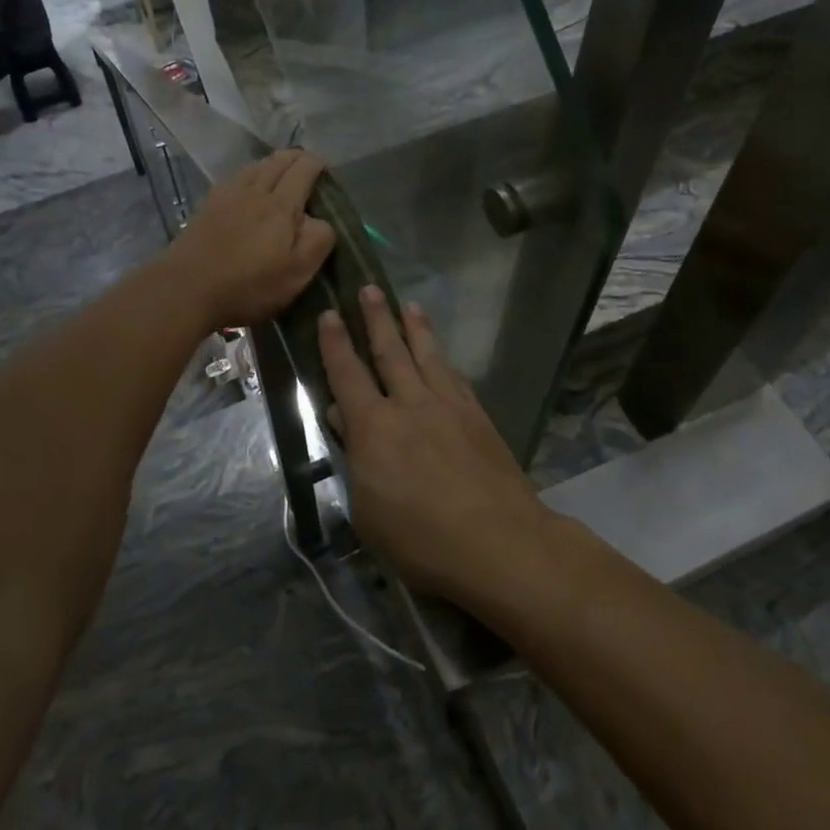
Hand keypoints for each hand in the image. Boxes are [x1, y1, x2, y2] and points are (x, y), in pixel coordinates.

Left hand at [168, 149, 336, 329]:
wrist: (186, 289)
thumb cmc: (249, 285)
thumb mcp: (298, 272)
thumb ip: (318, 239)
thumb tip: (321, 218)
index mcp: (281, 205)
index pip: (303, 170)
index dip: (317, 164)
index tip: (325, 168)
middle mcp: (254, 191)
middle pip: (277, 161)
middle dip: (295, 157)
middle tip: (306, 164)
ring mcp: (227, 196)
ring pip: (254, 166)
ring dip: (271, 163)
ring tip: (279, 170)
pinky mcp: (207, 206)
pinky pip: (234, 178)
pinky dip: (249, 174)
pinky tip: (246, 185)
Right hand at [318, 289, 555, 608]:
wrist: (500, 542)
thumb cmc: (422, 539)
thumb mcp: (368, 512)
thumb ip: (355, 460)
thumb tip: (344, 419)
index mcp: (374, 427)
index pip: (347, 374)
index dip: (335, 343)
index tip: (329, 313)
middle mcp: (410, 404)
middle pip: (390, 351)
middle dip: (376, 318)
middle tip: (368, 287)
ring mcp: (448, 406)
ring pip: (427, 355)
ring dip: (415, 327)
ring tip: (407, 303)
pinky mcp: (478, 416)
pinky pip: (455, 376)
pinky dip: (444, 359)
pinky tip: (443, 355)